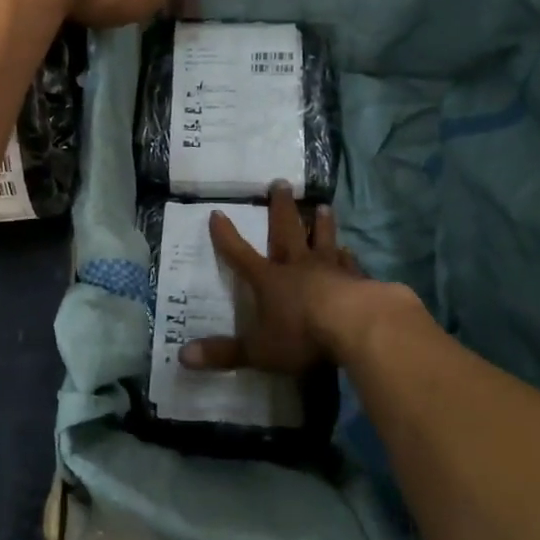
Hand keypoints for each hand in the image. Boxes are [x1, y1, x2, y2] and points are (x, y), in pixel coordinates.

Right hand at [178, 183, 369, 375]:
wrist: (357, 325)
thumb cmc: (302, 335)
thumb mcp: (258, 351)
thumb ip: (224, 353)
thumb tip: (183, 356)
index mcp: (269, 280)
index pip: (240, 254)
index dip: (226, 236)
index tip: (217, 213)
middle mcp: (297, 266)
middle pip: (286, 231)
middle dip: (280, 208)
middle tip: (280, 183)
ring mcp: (329, 269)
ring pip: (322, 239)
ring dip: (321, 223)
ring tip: (322, 205)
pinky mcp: (357, 279)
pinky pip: (349, 262)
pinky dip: (348, 256)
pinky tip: (350, 249)